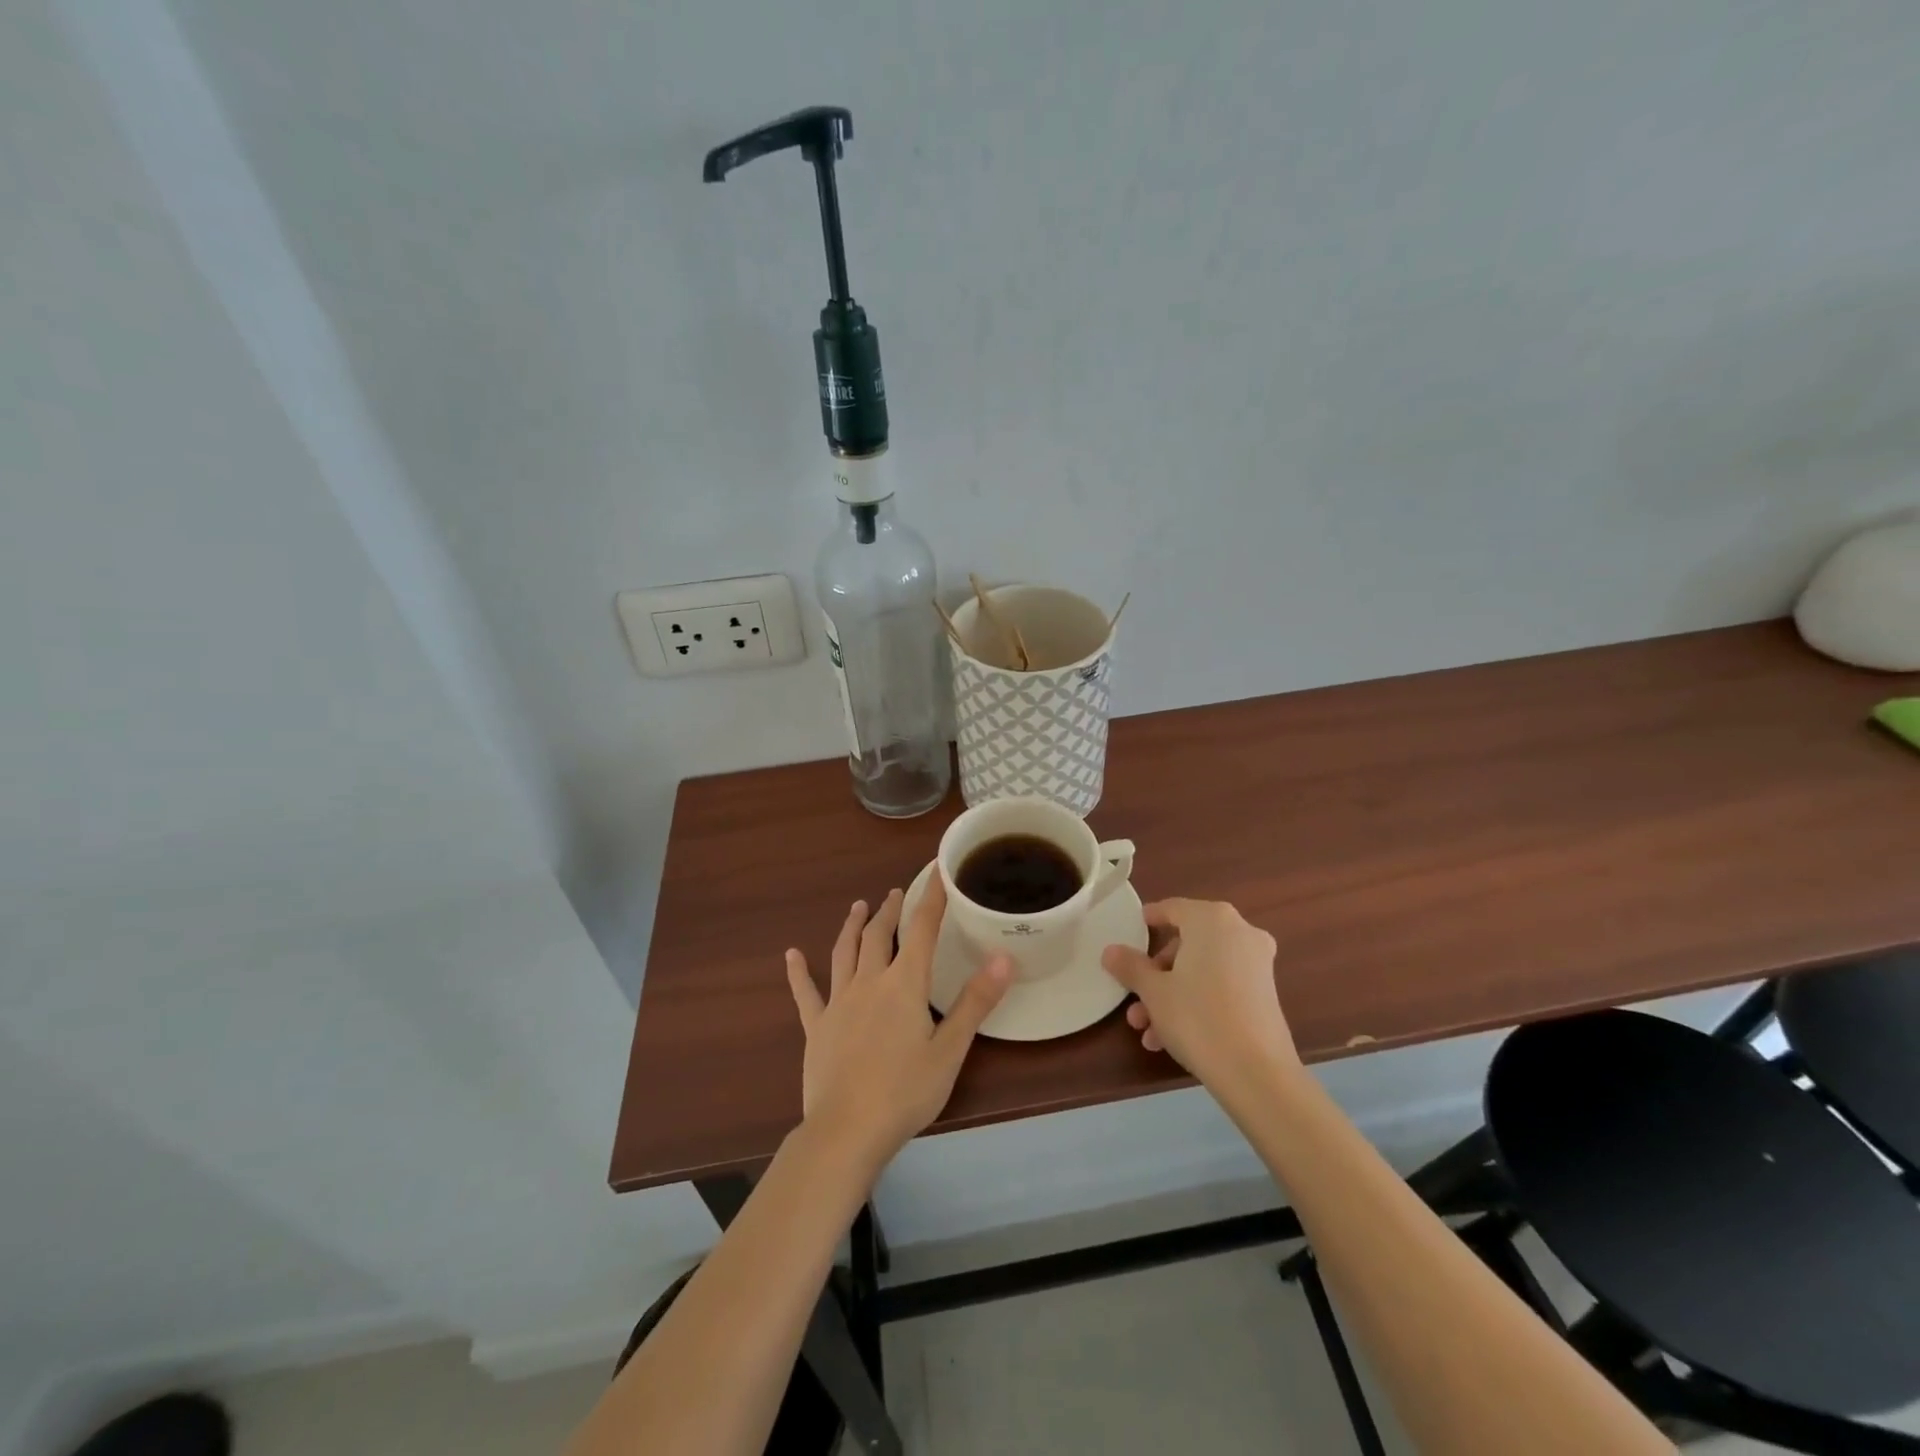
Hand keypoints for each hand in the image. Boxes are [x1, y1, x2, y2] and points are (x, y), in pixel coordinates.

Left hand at [786, 877, 1012, 1171]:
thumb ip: (976, 1001)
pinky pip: (806, 993)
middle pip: (878, 935)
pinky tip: (791, 955)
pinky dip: (799, 972)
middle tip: (896, 892)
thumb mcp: (950, 1049)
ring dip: (852, 926)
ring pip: (844, 952)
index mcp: (904, 984)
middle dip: (890, 910)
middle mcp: (869, 982)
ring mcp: (838, 1003)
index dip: (931, 898)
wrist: (847, 1131)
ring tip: (858, 906)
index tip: (937, 872)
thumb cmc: (905, 1091)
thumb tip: (1004, 957)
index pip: (921, 930)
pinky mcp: (816, 1027)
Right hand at [1102, 898, 1300, 1098]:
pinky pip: (1220, 988)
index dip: (1149, 919)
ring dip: (1171, 996)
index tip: (1131, 932)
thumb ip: (1130, 966)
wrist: (1257, 1074)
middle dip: (1156, 974)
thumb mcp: (1154, 991)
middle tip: (1135, 999)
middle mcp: (1240, 932)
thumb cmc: (1198, 1018)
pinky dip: (1196, 1004)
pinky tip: (1169, 1040)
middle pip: (1186, 944)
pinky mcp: (1265, 994)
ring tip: (1146, 1031)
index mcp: (1212, 919)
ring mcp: (1257, 964)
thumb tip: (1110, 951)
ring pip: (1201, 970)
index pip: (1172, 908)